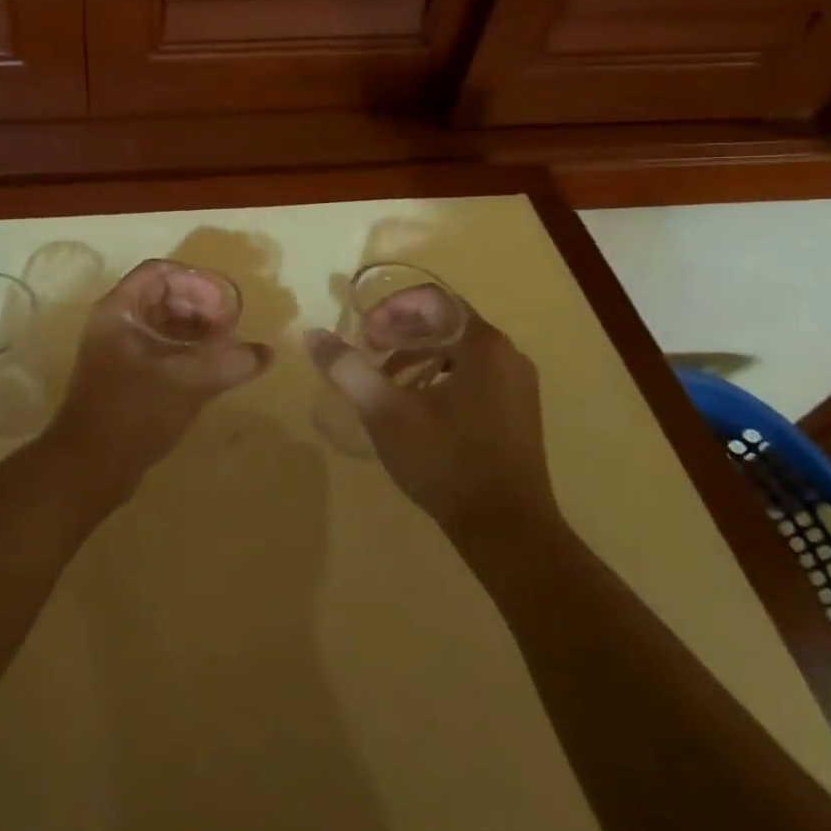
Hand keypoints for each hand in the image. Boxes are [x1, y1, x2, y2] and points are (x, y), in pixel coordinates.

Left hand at [43, 260, 271, 498]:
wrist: (88, 466)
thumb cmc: (134, 412)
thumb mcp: (187, 382)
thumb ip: (229, 362)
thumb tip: (266, 352)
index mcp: (119, 310)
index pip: (160, 273)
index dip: (196, 282)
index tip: (225, 304)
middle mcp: (114, 323)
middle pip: (161, 296)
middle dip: (200, 306)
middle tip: (230, 327)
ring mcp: (116, 351)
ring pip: (161, 324)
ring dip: (195, 330)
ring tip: (226, 347)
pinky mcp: (123, 377)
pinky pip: (158, 350)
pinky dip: (185, 352)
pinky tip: (209, 370)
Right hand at [306, 293, 557, 547]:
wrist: (507, 531)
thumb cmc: (446, 462)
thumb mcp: (385, 412)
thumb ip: (347, 368)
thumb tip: (314, 334)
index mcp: (482, 345)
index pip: (432, 299)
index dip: (391, 309)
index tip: (364, 336)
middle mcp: (506, 354)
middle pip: (445, 321)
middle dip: (399, 331)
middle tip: (368, 354)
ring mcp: (516, 384)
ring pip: (456, 348)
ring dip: (415, 353)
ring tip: (384, 381)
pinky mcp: (516, 410)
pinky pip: (471, 373)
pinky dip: (436, 375)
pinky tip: (415, 406)